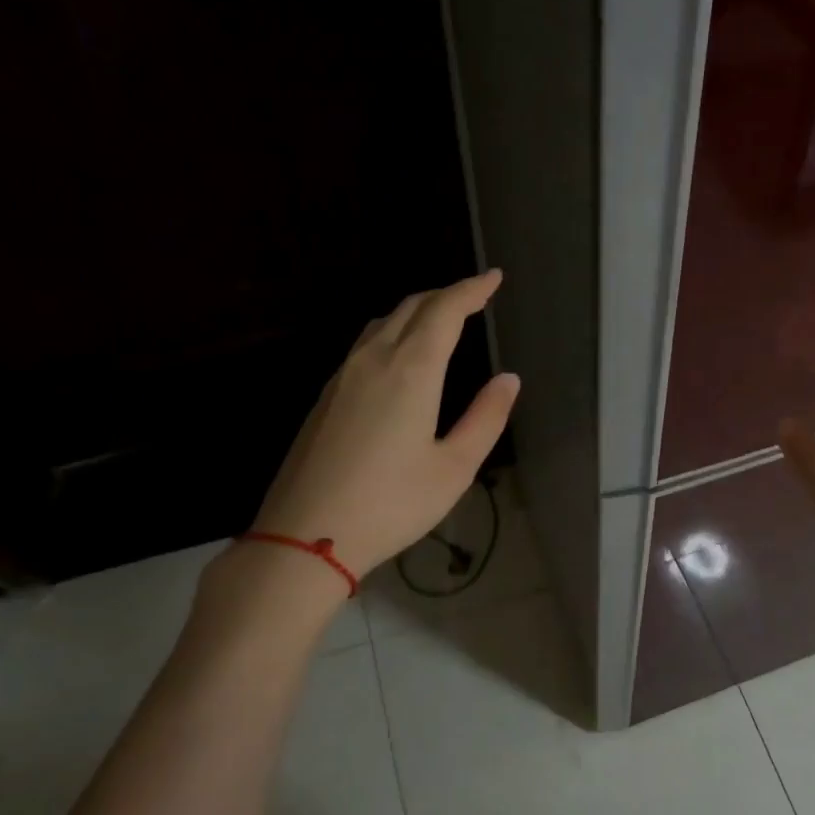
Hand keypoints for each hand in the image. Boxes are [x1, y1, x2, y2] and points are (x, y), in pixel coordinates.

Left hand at [251, 270, 518, 579]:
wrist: (305, 536)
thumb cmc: (391, 504)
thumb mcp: (454, 468)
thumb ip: (485, 418)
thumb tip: (508, 380)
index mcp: (411, 371)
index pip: (445, 311)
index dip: (472, 290)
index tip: (494, 278)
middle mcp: (373, 360)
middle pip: (411, 308)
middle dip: (446, 295)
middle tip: (474, 295)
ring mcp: (342, 377)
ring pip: (383, 323)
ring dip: (416, 311)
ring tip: (442, 318)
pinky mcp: (325, 397)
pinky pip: (365, 344)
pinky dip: (393, 332)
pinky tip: (400, 354)